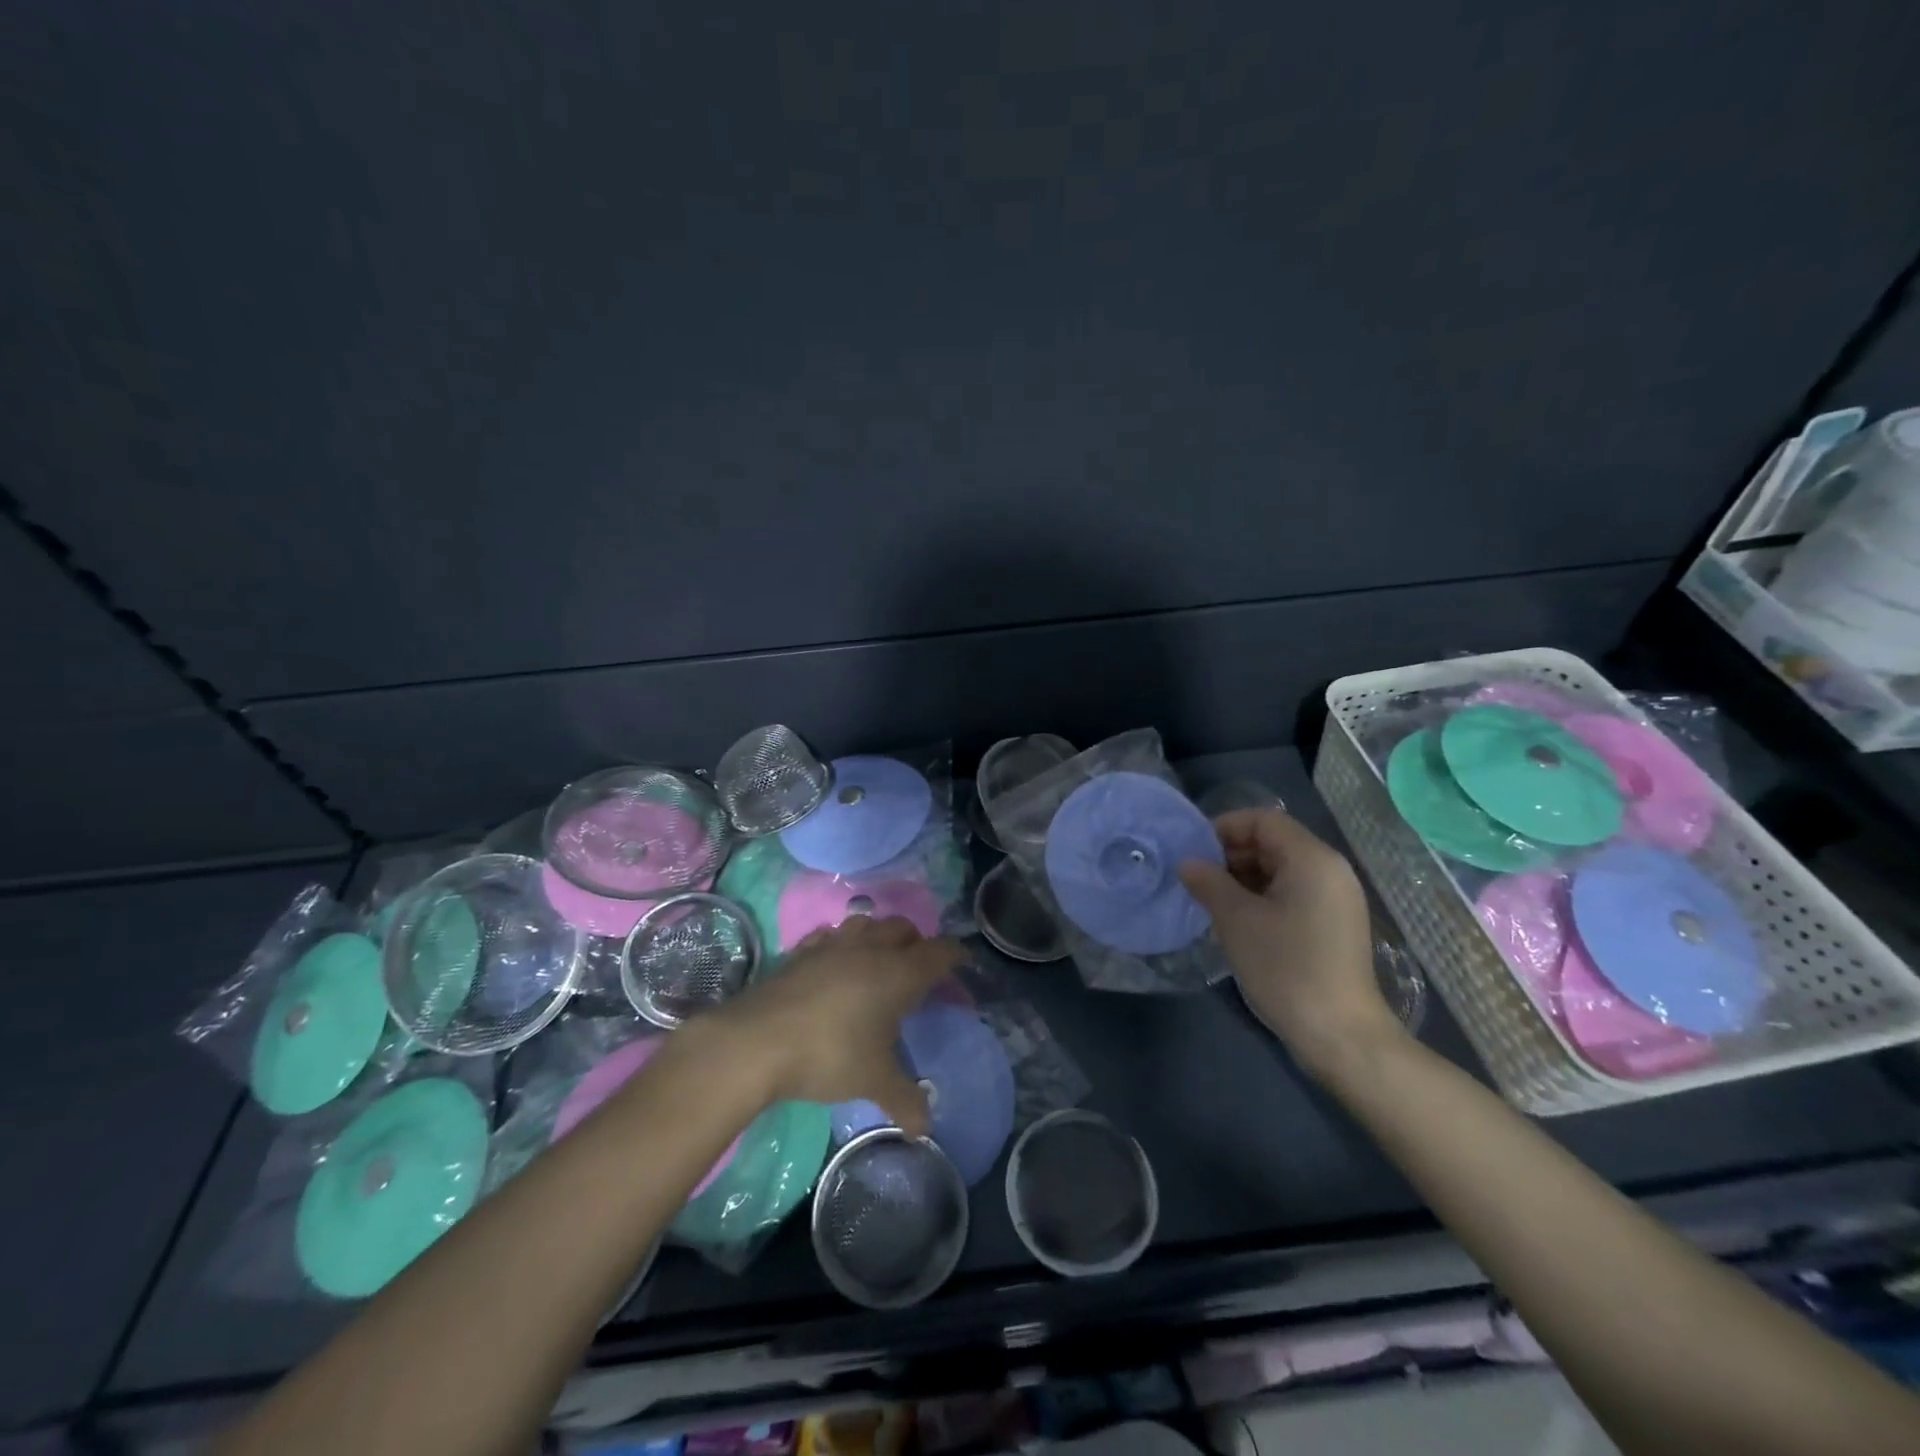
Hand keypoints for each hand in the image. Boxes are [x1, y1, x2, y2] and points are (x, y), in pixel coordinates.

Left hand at [712, 915, 964, 1134]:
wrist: (757, 1041)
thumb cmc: (829, 1055)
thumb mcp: (873, 1082)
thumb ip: (904, 1100)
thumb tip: (925, 1128)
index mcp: (900, 973)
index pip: (939, 952)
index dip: (954, 956)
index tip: (960, 963)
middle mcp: (871, 949)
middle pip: (904, 928)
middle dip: (916, 942)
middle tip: (918, 967)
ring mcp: (833, 945)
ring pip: (866, 923)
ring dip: (878, 935)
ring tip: (877, 960)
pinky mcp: (801, 951)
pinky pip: (830, 935)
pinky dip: (840, 943)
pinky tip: (834, 962)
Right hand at [1178, 809, 1403, 1078]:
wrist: (1340, 1035)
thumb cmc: (1286, 967)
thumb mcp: (1236, 920)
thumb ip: (1209, 882)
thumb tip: (1187, 863)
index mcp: (1312, 859)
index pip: (1263, 819)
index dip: (1224, 828)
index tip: (1193, 852)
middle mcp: (1330, 870)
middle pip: (1274, 842)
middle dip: (1231, 854)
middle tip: (1198, 880)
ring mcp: (1336, 899)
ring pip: (1281, 869)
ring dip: (1244, 878)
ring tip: (1212, 902)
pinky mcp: (1334, 924)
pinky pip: (1293, 893)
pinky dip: (1263, 897)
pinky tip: (1238, 921)